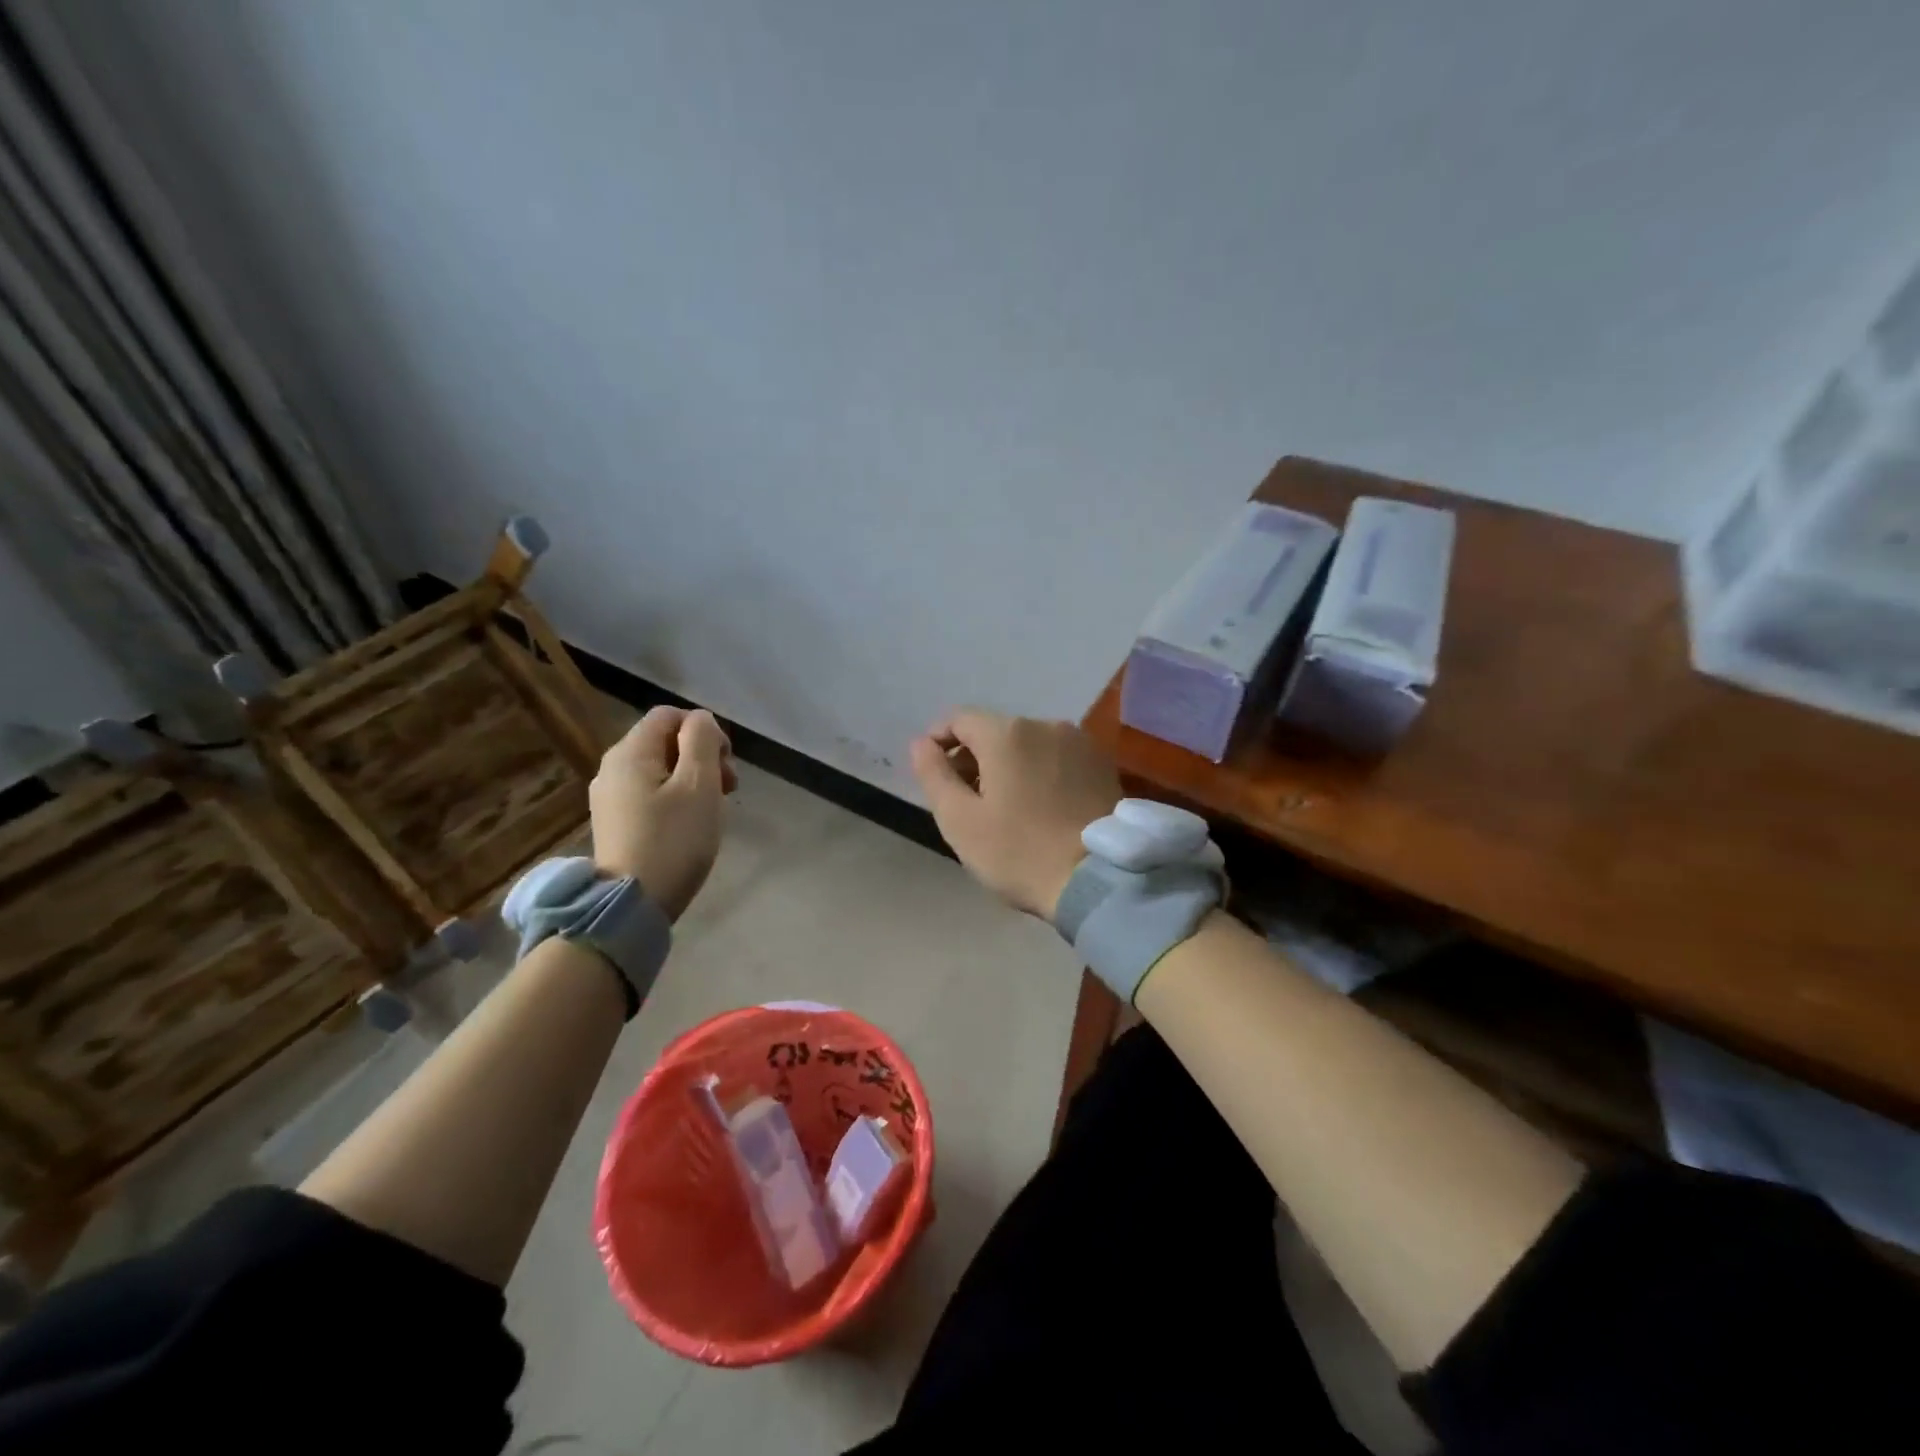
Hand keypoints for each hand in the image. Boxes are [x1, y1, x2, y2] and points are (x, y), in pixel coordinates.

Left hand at [591, 707, 736, 920]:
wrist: (631, 906)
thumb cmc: (673, 840)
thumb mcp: (699, 785)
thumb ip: (702, 741)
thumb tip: (700, 720)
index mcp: (630, 752)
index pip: (670, 715)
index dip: (704, 730)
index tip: (725, 763)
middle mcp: (612, 767)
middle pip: (664, 741)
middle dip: (702, 756)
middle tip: (727, 789)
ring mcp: (610, 797)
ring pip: (660, 769)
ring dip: (692, 779)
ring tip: (712, 809)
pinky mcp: (614, 822)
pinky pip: (650, 793)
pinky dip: (675, 798)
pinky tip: (689, 825)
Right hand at [910, 708, 1121, 920]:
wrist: (1099, 880)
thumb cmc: (1020, 852)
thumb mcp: (960, 820)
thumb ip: (934, 774)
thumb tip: (921, 743)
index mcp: (1007, 733)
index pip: (959, 719)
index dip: (938, 740)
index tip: (933, 772)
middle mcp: (1045, 724)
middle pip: (995, 730)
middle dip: (973, 756)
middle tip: (965, 799)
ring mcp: (1079, 742)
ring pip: (1028, 743)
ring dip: (1008, 764)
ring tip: (1004, 806)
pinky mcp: (1102, 764)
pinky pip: (1056, 757)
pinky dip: (1039, 771)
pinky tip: (1039, 806)